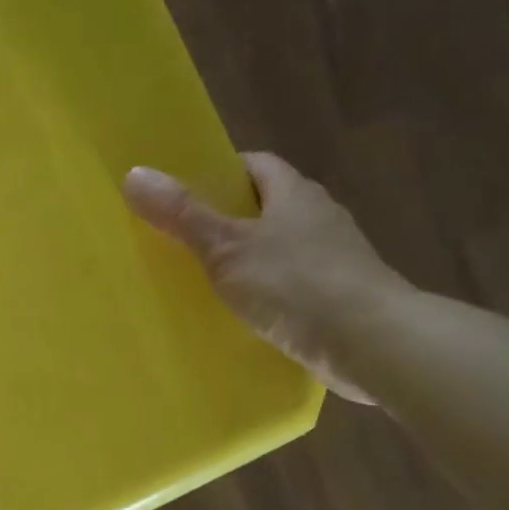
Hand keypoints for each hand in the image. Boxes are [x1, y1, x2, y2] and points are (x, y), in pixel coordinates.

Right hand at [123, 153, 410, 403]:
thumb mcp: (227, 247)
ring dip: (247, 258)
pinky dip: (266, 293)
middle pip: (265, 206)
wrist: (374, 344)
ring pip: (279, 248)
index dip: (219, 172)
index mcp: (295, 194)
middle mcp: (318, 218)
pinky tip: (242, 314)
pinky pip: (291, 285)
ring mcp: (334, 260)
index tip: (183, 191)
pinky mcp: (339, 299)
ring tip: (202, 278)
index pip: (254, 165)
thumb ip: (182, 214)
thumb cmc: (296, 284)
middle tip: (181, 237)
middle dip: (226, 219)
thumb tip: (134, 173)